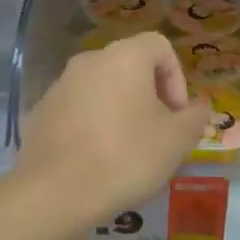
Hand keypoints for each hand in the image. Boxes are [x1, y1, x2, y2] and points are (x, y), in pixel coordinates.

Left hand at [14, 31, 209, 234]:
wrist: (55, 192)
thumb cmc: (125, 158)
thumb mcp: (176, 141)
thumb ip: (195, 117)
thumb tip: (198, 108)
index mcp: (124, 57)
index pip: (159, 46)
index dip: (176, 78)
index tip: (176, 114)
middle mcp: (89, 61)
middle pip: (129, 67)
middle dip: (149, 96)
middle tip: (157, 134)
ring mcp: (60, 85)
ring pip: (102, 88)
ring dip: (120, 110)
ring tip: (127, 150)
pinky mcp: (41, 111)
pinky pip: (78, 109)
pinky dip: (92, 124)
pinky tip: (96, 158)